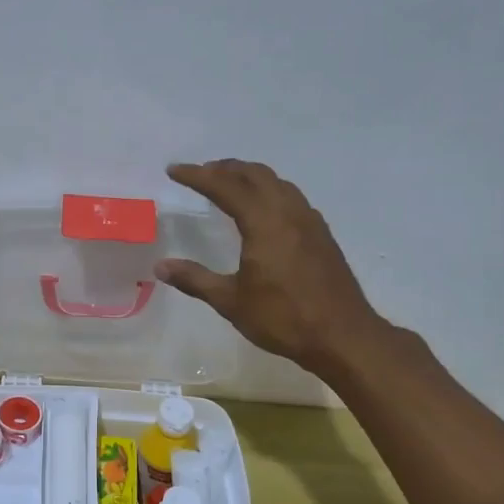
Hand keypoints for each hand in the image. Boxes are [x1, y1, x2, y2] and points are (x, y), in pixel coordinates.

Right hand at [156, 159, 385, 370]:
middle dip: (226, 168)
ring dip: (250, 176)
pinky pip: (291, 197)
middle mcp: (288, 212)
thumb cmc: (283, 318)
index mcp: (264, 223)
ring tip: (229, 183)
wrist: (343, 336)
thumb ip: (195, 279)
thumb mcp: (231, 302)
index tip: (174, 170)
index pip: (225, 187)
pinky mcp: (321, 234)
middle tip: (202, 172)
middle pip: (255, 174)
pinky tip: (263, 210)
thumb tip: (160, 267)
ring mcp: (309, 222)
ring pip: (277, 183)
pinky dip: (269, 191)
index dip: (198, 176)